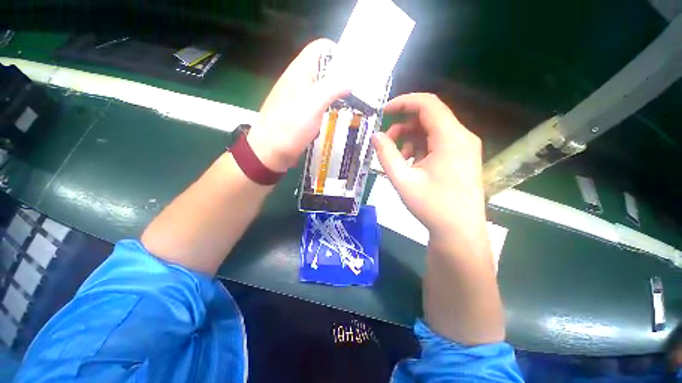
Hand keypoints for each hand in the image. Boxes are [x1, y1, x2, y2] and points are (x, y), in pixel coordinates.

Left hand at [247, 39, 349, 172]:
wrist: (270, 152)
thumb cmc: (289, 127)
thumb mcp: (312, 105)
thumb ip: (332, 88)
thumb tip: (353, 78)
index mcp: (299, 71)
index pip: (321, 48)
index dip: (338, 54)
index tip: (353, 72)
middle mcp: (299, 80)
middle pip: (324, 68)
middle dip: (341, 76)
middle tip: (357, 91)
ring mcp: (299, 97)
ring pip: (322, 87)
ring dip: (337, 92)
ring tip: (352, 103)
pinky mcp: (301, 113)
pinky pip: (319, 103)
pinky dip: (330, 105)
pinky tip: (338, 115)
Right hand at [372, 93, 486, 241]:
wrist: (459, 232)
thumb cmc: (431, 207)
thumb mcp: (403, 180)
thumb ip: (386, 155)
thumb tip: (375, 135)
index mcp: (451, 138)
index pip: (427, 104)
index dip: (403, 103)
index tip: (383, 112)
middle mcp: (462, 137)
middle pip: (429, 117)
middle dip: (404, 127)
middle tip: (387, 144)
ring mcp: (464, 147)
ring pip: (432, 131)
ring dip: (411, 140)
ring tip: (399, 160)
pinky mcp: (462, 157)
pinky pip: (437, 143)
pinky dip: (420, 149)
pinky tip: (411, 166)